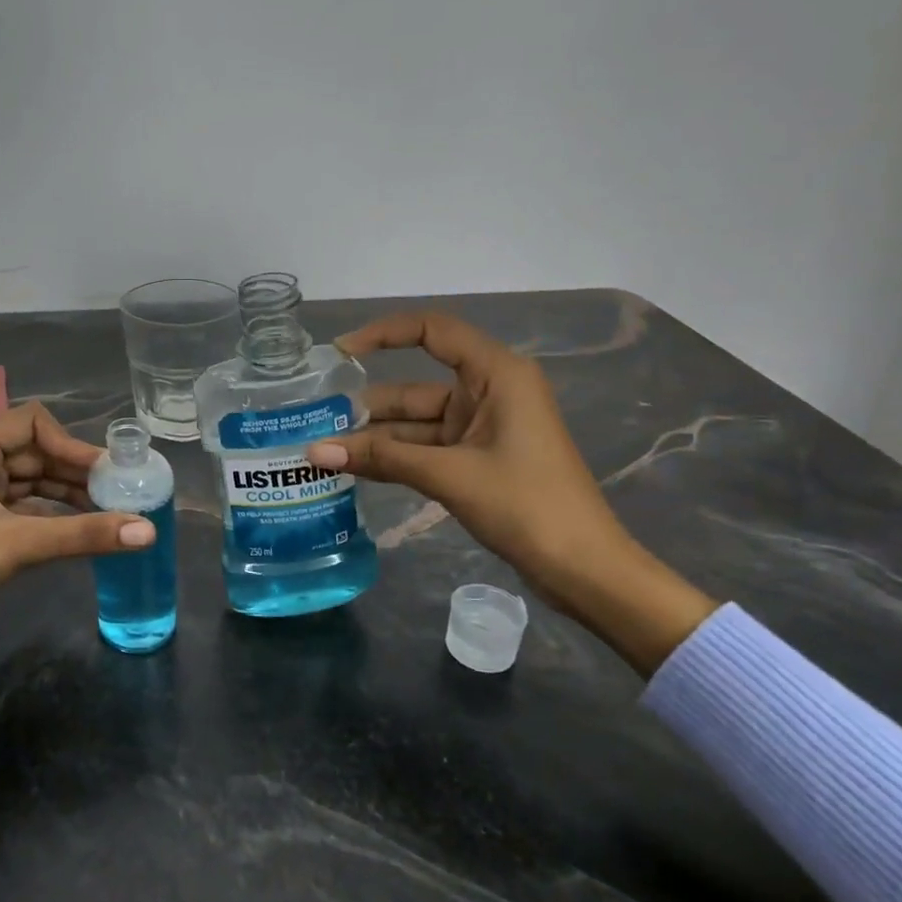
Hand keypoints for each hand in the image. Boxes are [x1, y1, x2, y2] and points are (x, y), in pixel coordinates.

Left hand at [0, 402, 155, 648]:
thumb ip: (83, 534)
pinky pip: (22, 504)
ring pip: (30, 480)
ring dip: (65, 492)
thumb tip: (149, 531)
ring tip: (107, 510)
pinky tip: (78, 526)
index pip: (31, 423)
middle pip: (34, 451)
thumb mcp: (17, 545)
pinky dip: (50, 512)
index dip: (70, 442)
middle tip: (117, 492)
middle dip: (74, 470)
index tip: (104, 470)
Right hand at [306, 311, 715, 673]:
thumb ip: (382, 459)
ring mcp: (483, 429)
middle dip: (367, 407)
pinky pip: (426, 449)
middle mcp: (489, 393)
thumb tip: (315, 451)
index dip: (383, 334)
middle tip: (316, 424)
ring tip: (324, 453)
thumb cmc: (528, 506)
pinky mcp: (478, 460)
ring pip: (416, 424)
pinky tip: (355, 469)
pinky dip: (394, 458)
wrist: (585, 570)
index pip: (432, 331)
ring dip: (375, 439)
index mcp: (497, 375)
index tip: (339, 353)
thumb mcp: (449, 475)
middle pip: (415, 387)